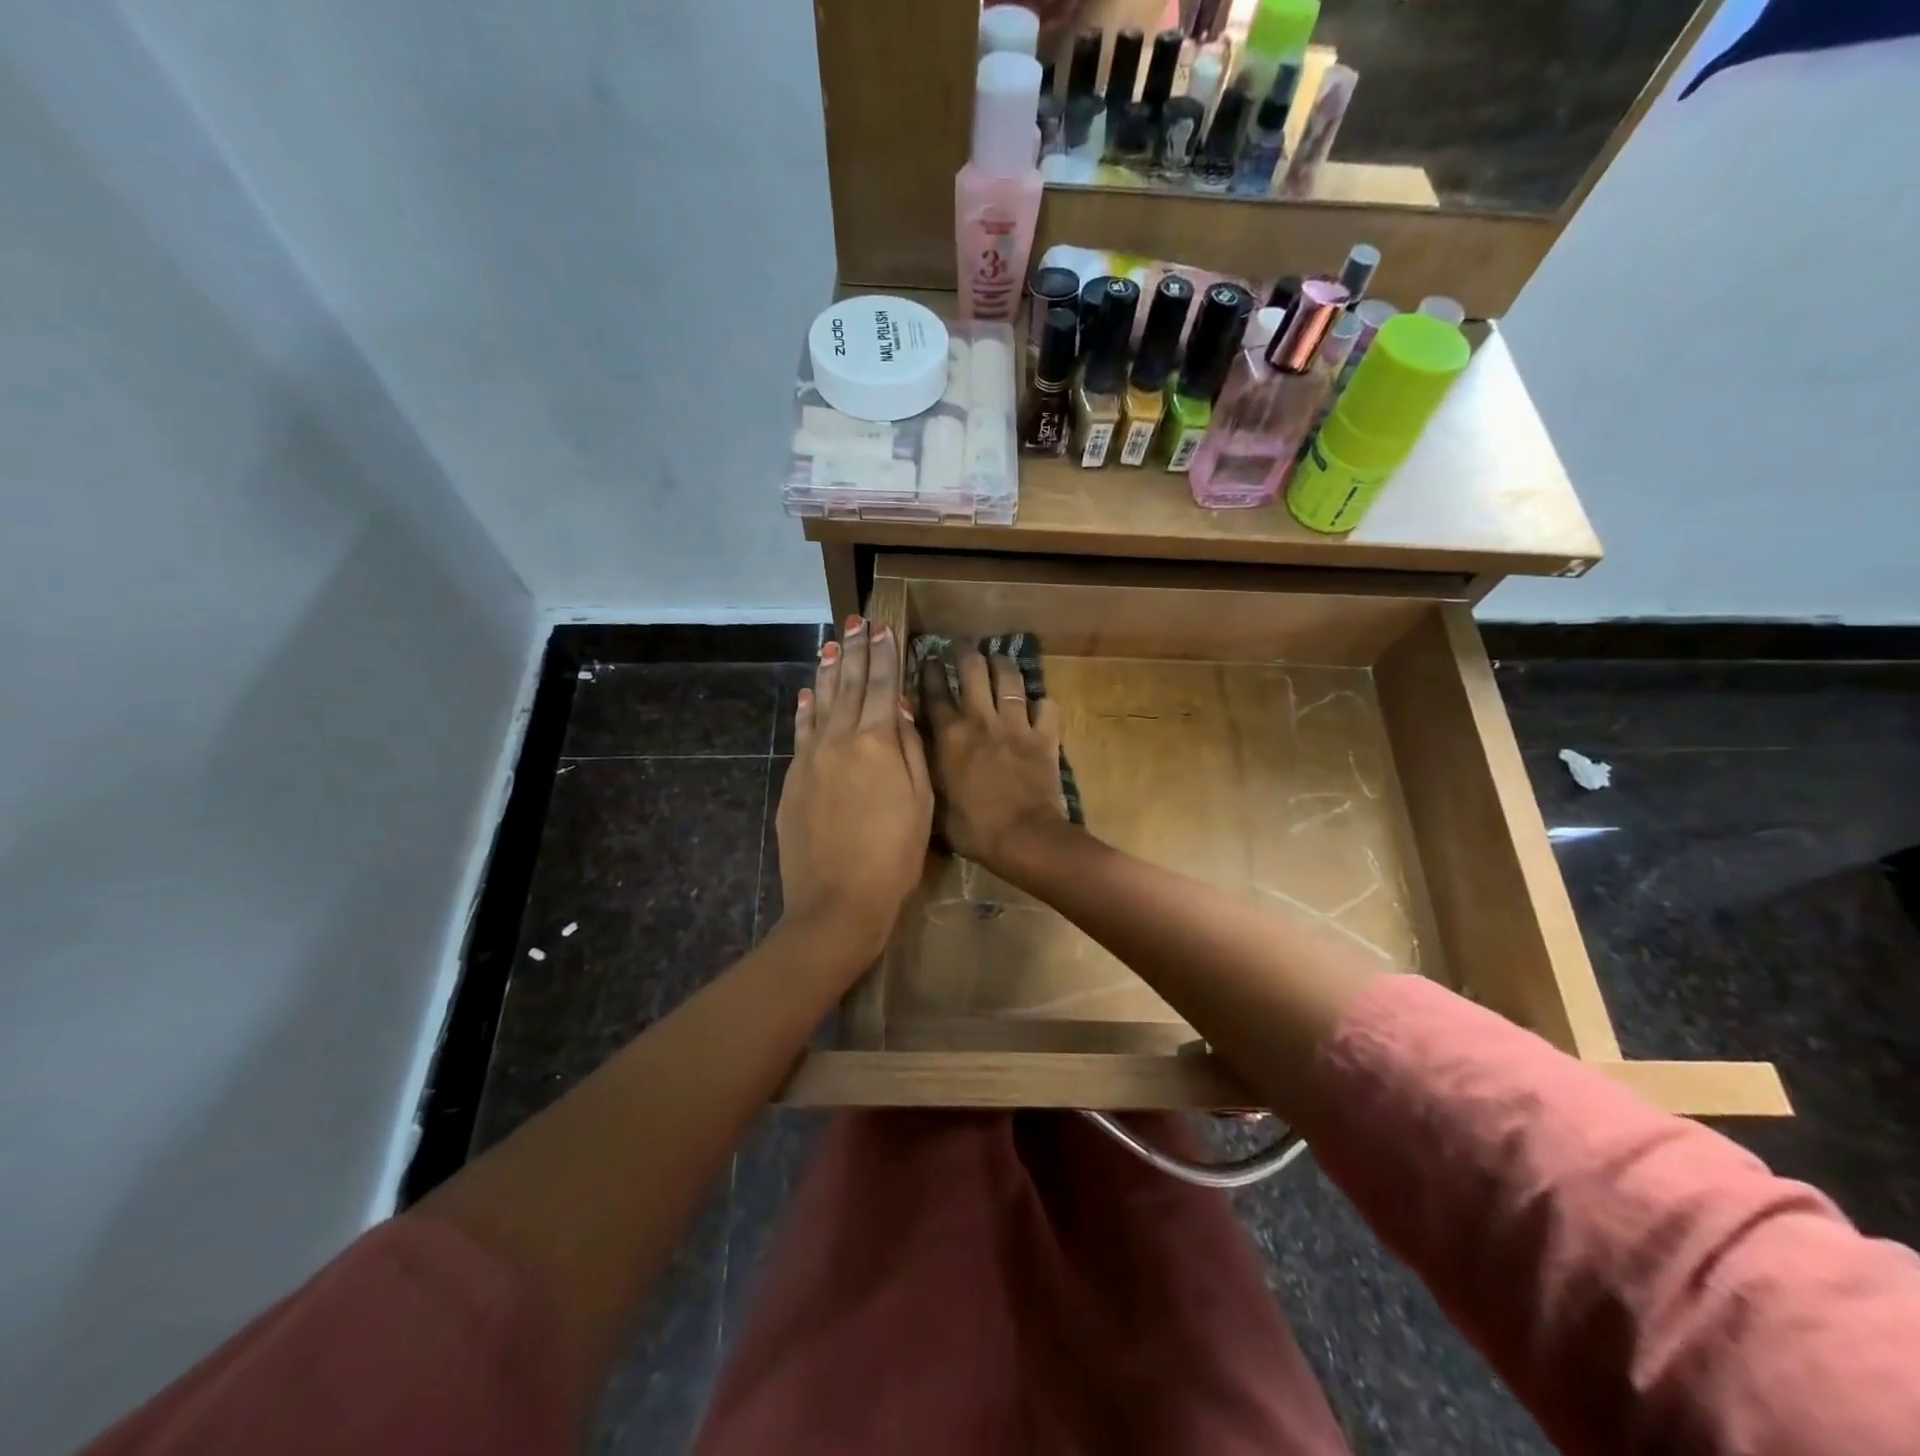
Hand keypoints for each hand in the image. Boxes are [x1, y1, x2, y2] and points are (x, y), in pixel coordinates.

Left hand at [776, 614, 932, 961]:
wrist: (838, 902)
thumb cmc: (894, 856)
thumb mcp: (920, 802)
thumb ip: (910, 749)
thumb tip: (898, 706)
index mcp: (876, 743)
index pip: (881, 687)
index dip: (883, 656)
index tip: (882, 628)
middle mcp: (839, 740)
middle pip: (848, 686)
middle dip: (854, 651)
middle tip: (855, 622)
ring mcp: (811, 759)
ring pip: (821, 703)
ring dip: (828, 671)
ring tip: (831, 643)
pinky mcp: (793, 780)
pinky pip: (801, 732)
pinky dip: (805, 709)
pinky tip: (807, 692)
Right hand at [922, 649, 1071, 874]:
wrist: (1023, 838)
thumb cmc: (973, 829)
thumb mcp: (935, 804)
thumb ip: (926, 774)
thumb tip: (914, 760)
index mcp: (949, 736)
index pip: (935, 692)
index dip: (931, 671)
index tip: (929, 659)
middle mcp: (981, 720)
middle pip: (973, 669)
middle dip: (967, 654)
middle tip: (965, 650)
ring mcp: (1016, 724)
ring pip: (1010, 677)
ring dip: (1004, 665)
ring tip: (999, 661)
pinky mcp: (1044, 736)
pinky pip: (1047, 707)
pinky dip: (1042, 704)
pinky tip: (1038, 705)